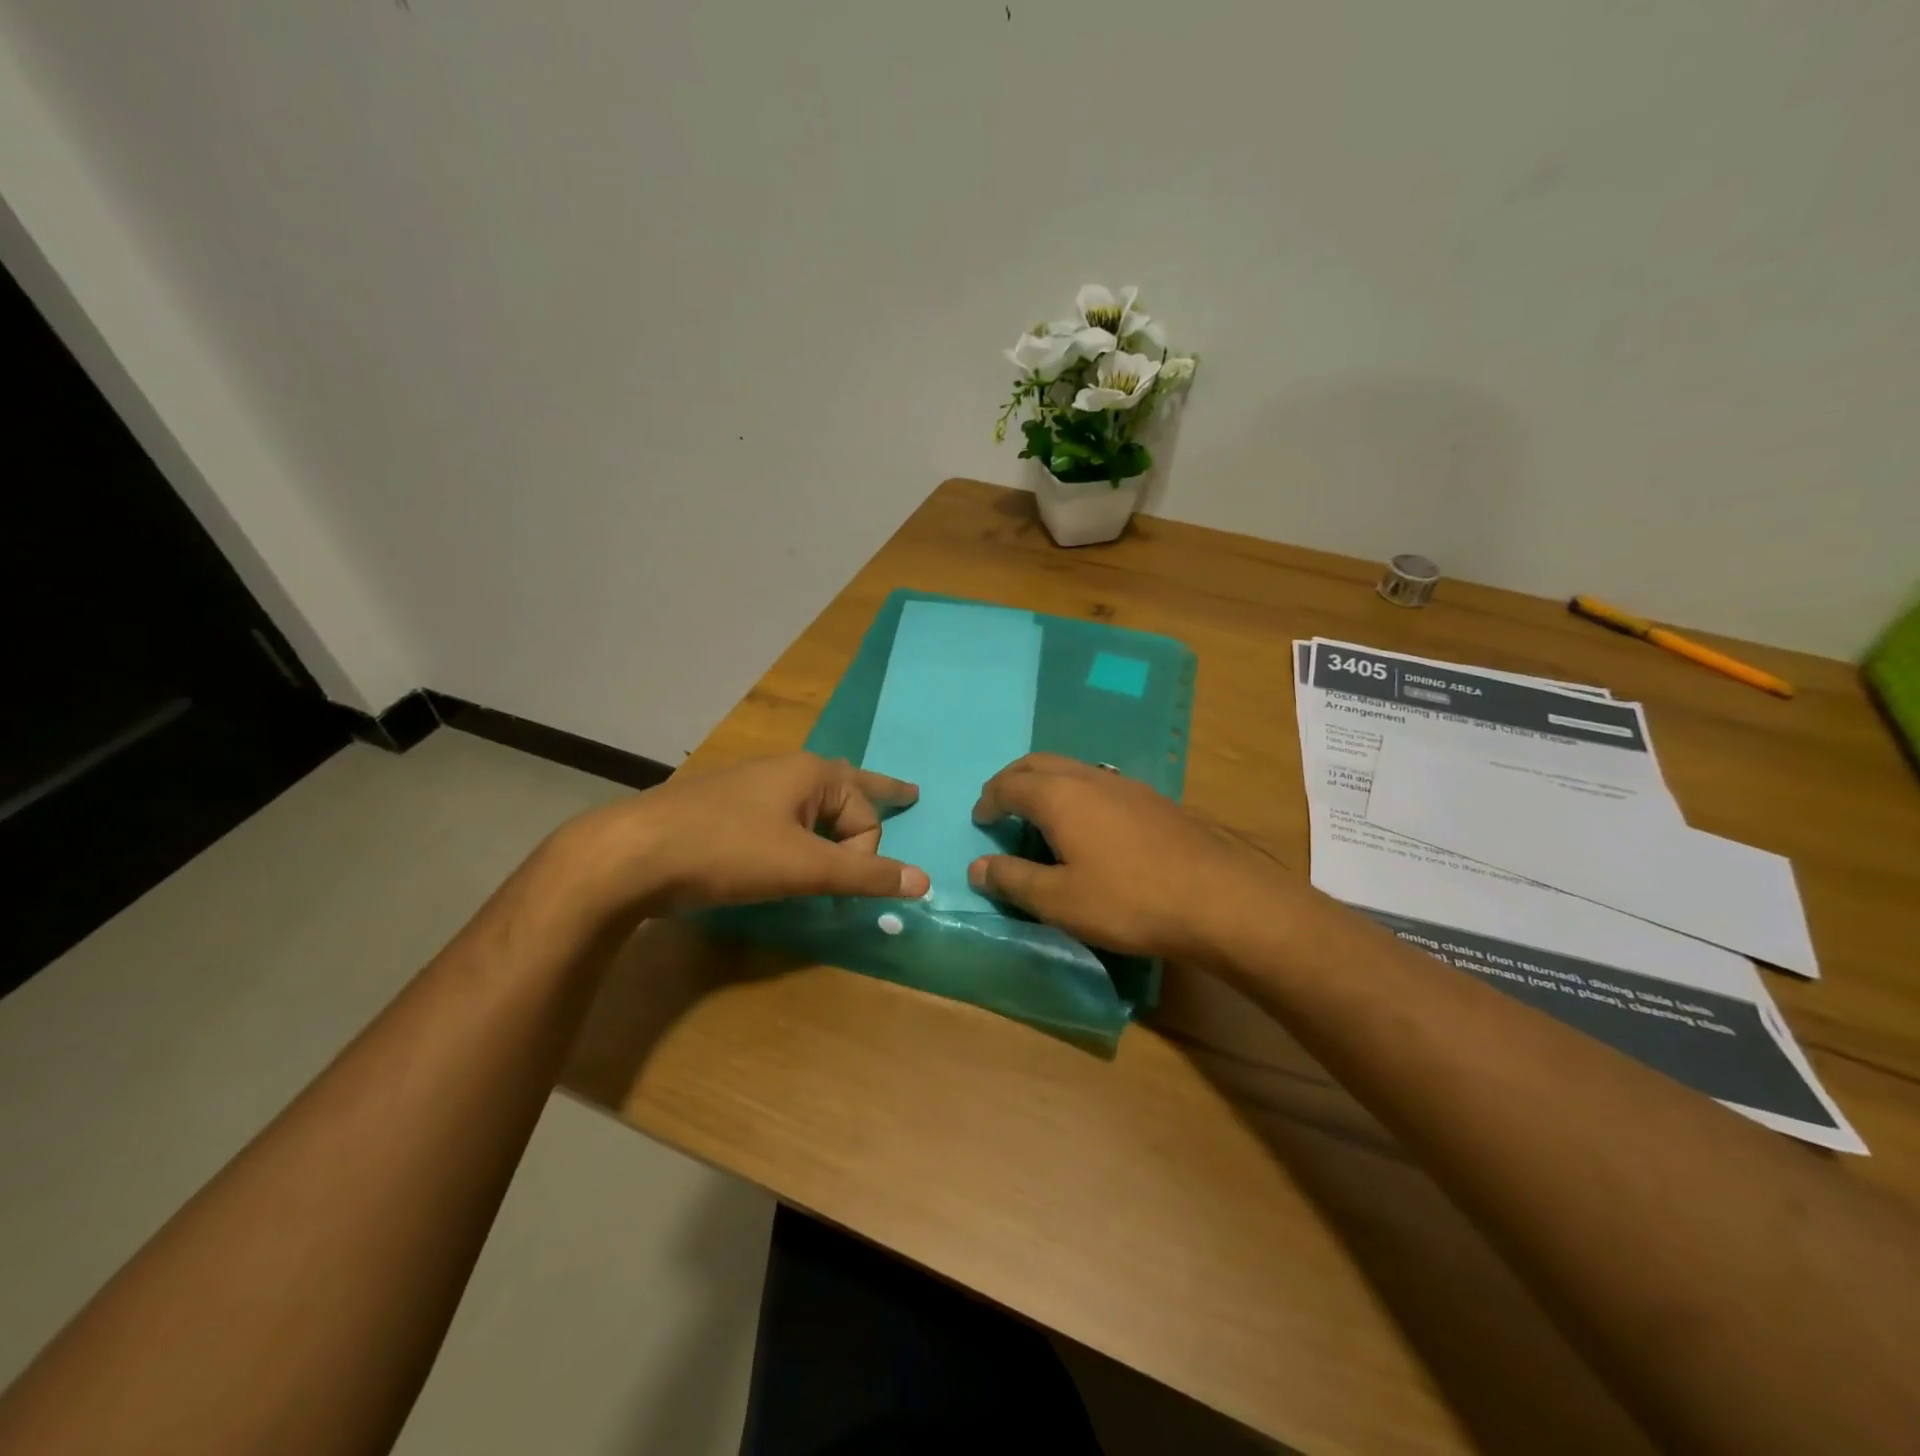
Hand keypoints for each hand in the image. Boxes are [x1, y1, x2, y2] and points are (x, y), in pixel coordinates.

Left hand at [558, 753, 929, 919]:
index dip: (863, 858)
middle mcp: (787, 771)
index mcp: (813, 773)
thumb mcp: (803, 867)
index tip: (843, 892)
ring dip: (833, 826)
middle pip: (848, 792)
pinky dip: (799, 834)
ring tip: (844, 839)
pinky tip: (788, 848)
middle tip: (908, 796)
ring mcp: (753, 788)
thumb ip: (864, 875)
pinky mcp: (727, 810)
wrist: (631, 853)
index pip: (866, 818)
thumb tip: (924, 881)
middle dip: (874, 802)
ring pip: (813, 805)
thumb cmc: (727, 851)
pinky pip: (783, 818)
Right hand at [968, 753, 1292, 959]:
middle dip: (1013, 780)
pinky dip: (1075, 792)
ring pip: (1072, 768)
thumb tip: (977, 867)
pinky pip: (1098, 782)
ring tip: (1040, 816)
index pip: (1009, 784)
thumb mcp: (1060, 901)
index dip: (989, 800)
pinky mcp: (1152, 799)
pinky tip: (1087, 825)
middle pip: (1039, 763)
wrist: (1218, 898)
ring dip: (1046, 783)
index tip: (980, 820)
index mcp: (1059, 796)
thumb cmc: (1129, 900)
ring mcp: (1125, 784)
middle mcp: (1089, 777)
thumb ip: (1014, 880)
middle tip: (1001, 806)